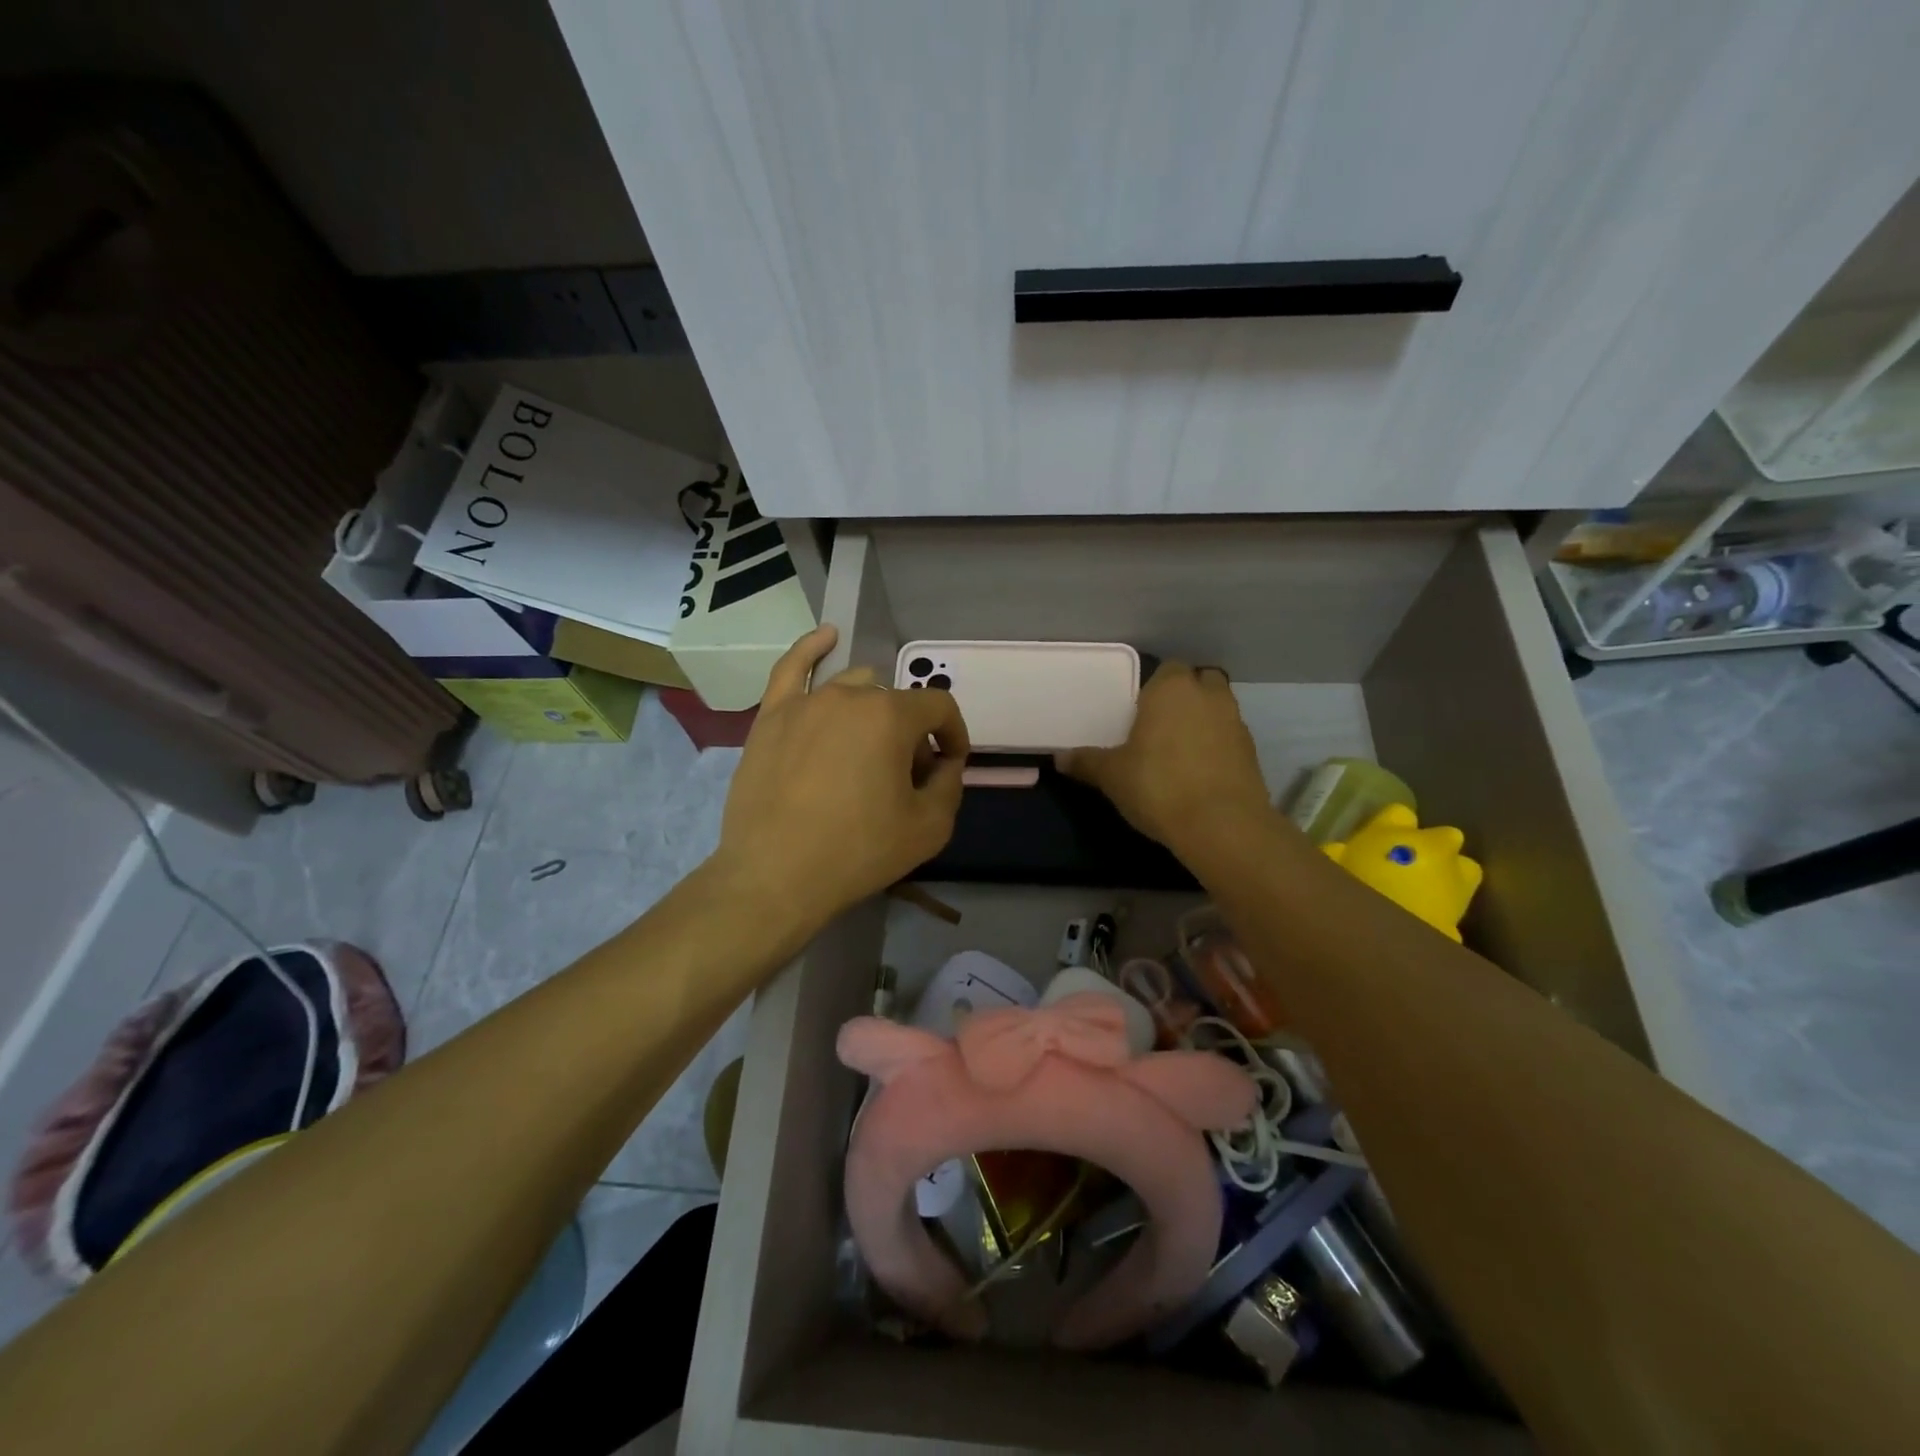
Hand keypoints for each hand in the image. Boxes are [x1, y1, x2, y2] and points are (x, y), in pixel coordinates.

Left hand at [716, 625, 968, 926]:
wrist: (774, 876)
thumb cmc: (858, 852)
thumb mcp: (929, 828)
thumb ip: (950, 785)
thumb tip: (945, 764)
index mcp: (891, 716)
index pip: (939, 708)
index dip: (954, 735)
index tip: (950, 766)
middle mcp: (849, 696)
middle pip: (896, 704)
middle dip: (911, 737)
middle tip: (904, 780)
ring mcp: (805, 702)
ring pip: (854, 689)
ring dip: (873, 712)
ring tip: (869, 750)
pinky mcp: (770, 717)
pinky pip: (791, 669)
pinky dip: (812, 648)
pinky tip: (827, 637)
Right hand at [1058, 661, 1271, 858]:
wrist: (1222, 826)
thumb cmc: (1159, 786)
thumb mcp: (1112, 776)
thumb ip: (1086, 762)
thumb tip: (1059, 758)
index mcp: (1172, 689)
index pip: (1167, 669)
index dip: (1154, 687)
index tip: (1139, 710)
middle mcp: (1209, 696)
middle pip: (1200, 682)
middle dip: (1185, 697)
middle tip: (1160, 725)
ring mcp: (1236, 723)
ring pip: (1218, 710)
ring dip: (1203, 722)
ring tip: (1178, 751)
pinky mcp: (1252, 753)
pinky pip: (1229, 739)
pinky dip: (1217, 748)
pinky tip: (1198, 773)